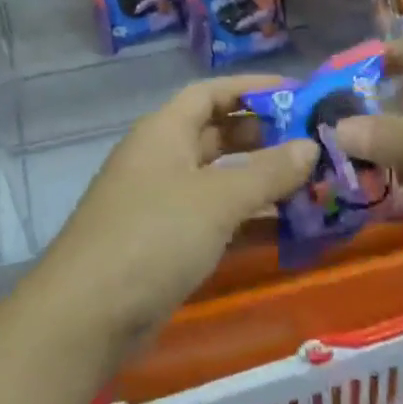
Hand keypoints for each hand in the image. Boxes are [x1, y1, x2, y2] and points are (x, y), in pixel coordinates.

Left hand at [46, 75, 318, 341]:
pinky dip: (248, 220)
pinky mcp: (166, 244)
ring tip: (314, 185)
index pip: (210, 92)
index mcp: (164, 132)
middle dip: (264, 136)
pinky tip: (289, 230)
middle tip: (314, 144)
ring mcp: (161, 203)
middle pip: (217, 134)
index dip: (252, 88)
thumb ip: (268, 172)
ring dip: (262, 182)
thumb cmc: (154, 236)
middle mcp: (161, 159)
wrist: (88, 315)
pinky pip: (215, 219)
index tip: (299, 94)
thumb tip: (311, 146)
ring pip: (219, 180)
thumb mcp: (218, 199)